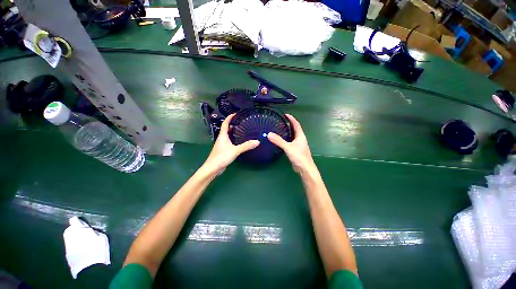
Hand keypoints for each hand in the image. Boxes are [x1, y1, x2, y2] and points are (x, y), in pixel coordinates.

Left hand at [202, 114, 259, 174]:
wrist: (213, 168)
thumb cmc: (222, 157)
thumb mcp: (235, 150)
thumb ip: (246, 146)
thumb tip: (257, 141)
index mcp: (222, 136)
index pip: (225, 123)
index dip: (229, 117)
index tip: (236, 113)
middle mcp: (221, 138)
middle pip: (227, 128)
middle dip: (233, 124)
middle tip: (242, 122)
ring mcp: (222, 144)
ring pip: (228, 135)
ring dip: (233, 132)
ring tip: (243, 130)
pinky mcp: (223, 150)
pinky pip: (229, 141)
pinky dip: (234, 139)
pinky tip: (239, 142)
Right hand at [267, 114, 315, 173]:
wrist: (305, 168)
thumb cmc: (299, 156)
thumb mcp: (288, 147)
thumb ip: (279, 141)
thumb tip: (269, 134)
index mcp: (300, 136)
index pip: (296, 124)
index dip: (291, 119)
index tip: (285, 114)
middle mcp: (300, 139)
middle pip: (294, 129)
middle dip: (288, 124)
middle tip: (279, 121)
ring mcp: (298, 145)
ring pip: (292, 135)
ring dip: (287, 132)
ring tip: (278, 129)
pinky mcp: (295, 150)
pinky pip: (290, 141)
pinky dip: (285, 139)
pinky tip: (280, 140)